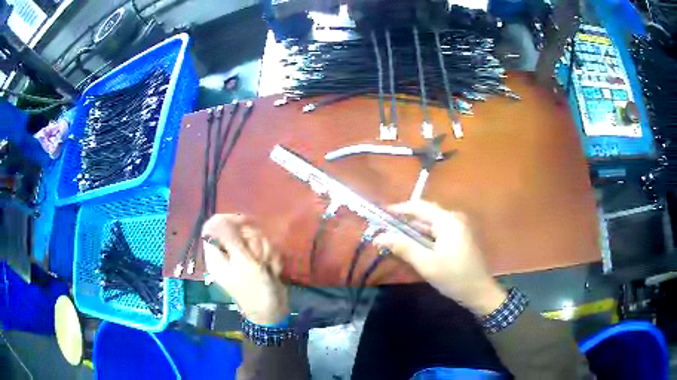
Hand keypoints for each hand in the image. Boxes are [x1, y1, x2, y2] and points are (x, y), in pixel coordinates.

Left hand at [202, 214, 288, 324]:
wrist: (273, 310)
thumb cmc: (254, 289)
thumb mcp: (242, 263)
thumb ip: (230, 238)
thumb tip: (217, 218)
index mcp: (216, 255)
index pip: (213, 226)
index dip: (229, 221)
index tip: (245, 224)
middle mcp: (227, 253)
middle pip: (237, 229)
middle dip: (253, 239)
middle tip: (257, 257)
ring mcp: (242, 257)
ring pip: (254, 237)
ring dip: (265, 250)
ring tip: (267, 267)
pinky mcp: (255, 260)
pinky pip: (264, 247)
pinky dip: (271, 257)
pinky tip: (272, 270)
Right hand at [373, 201, 506, 316]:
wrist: (480, 292)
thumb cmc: (454, 277)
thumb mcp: (426, 264)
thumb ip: (403, 247)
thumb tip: (379, 236)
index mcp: (448, 220)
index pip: (419, 206)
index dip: (399, 209)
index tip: (381, 215)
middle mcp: (455, 218)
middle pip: (425, 215)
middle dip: (404, 223)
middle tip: (385, 232)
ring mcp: (459, 227)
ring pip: (431, 225)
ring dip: (413, 232)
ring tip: (395, 241)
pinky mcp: (460, 237)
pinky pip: (438, 232)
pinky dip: (424, 238)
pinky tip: (413, 248)